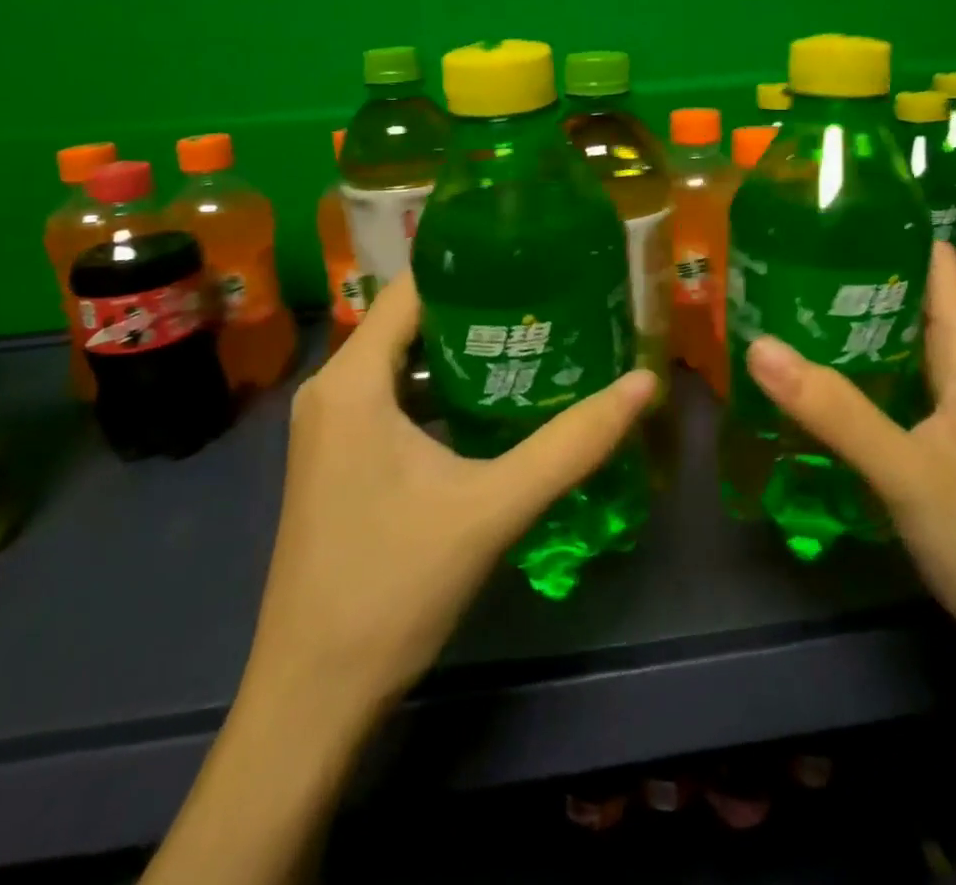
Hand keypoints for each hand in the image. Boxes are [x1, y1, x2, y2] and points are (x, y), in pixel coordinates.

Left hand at [244, 272, 657, 712]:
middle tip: (549, 297)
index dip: (470, 266)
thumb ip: (572, 443)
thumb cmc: (393, 588)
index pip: (412, 289)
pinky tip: (492, 404)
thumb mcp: (493, 507)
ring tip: (533, 338)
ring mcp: (329, 428)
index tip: (532, 257)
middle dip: (477, 307)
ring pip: (401, 362)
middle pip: (409, 322)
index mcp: (352, 382)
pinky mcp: (337, 460)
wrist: (312, 699)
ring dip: (461, 351)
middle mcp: (331, 391)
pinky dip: (440, 389)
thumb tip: (644, 383)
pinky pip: (392, 398)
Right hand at [746, 242, 955, 670]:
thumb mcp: (909, 472)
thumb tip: (758, 345)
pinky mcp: (931, 444)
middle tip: (778, 256)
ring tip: (778, 304)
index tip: (827, 209)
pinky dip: (847, 372)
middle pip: (905, 299)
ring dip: (843, 324)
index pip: (936, 265)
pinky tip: (805, 379)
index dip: (891, 228)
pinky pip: (884, 387)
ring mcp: (945, 410)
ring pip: (891, 345)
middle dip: (849, 274)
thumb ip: (835, 411)